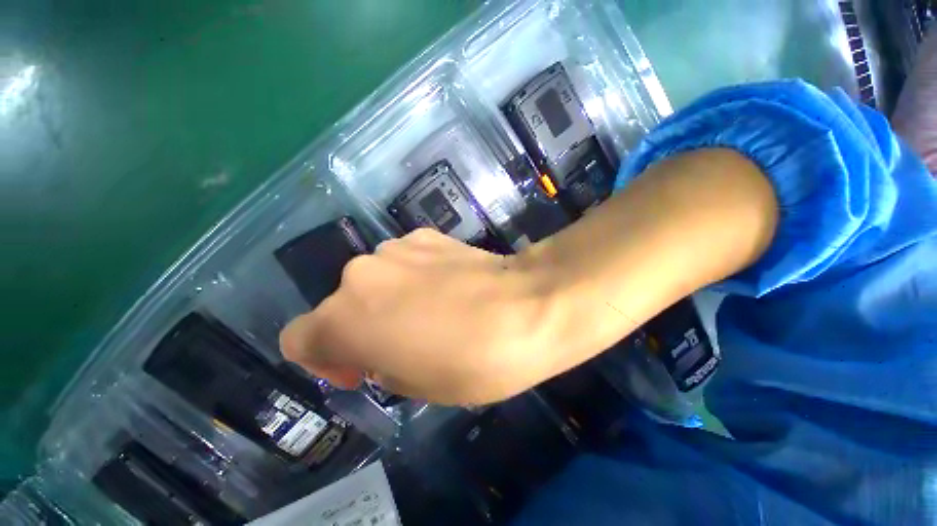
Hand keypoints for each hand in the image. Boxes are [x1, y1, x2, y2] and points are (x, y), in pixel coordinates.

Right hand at [280, 228, 558, 405]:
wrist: (526, 307)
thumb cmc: (471, 360)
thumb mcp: (416, 386)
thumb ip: (381, 364)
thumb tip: (380, 348)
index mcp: (345, 318)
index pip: (299, 339)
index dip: (325, 359)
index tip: (362, 368)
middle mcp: (361, 273)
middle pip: (343, 304)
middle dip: (366, 325)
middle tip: (407, 342)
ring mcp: (397, 247)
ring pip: (377, 279)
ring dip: (392, 297)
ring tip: (435, 312)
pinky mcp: (428, 234)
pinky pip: (407, 261)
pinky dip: (417, 275)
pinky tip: (450, 286)